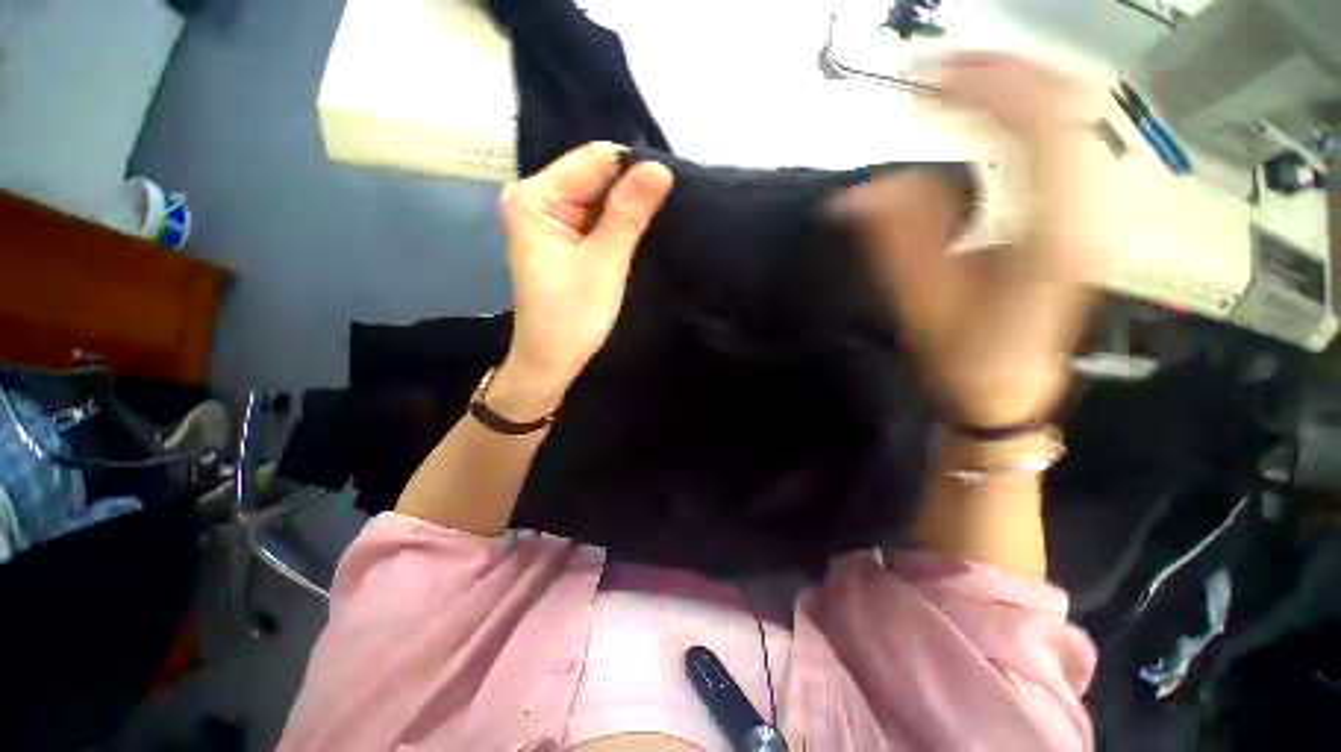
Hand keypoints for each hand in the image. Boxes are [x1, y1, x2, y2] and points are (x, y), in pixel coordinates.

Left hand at [497, 142, 673, 411]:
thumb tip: (662, 168)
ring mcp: (549, 216)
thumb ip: (629, 213)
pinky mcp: (561, 235)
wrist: (551, 359)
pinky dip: (617, 224)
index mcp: (535, 196)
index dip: (634, 171)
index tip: (669, 192)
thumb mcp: (604, 263)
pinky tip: (635, 236)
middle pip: (596, 176)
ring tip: (653, 228)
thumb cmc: (572, 316)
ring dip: (627, 209)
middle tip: (663, 215)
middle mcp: (537, 197)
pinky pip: (596, 216)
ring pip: (600, 196)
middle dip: (631, 192)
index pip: (595, 160)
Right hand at [845, 54, 1094, 425]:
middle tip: (938, 69)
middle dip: (999, 75)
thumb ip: (895, 244)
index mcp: (1051, 234)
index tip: (928, 79)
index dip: (982, 91)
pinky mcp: (1072, 214)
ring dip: (1010, 89)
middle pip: (1062, 108)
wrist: (1007, 387)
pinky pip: (1056, 143)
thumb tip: (856, 194)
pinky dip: (1020, 115)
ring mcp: (1085, 210)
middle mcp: (1084, 211)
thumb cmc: (965, 357)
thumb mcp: (921, 306)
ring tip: (956, 83)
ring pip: (1065, 118)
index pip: (1035, 131)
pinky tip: (986, 115)